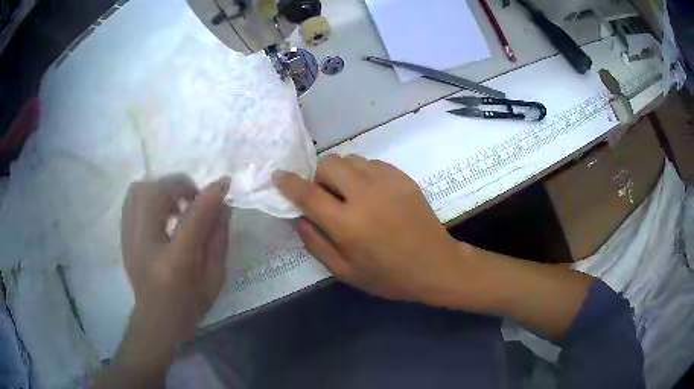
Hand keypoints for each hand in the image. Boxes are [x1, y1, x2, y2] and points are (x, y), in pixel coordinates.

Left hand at [120, 174, 230, 344]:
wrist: (155, 321)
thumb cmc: (189, 306)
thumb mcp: (214, 279)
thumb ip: (219, 240)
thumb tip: (223, 206)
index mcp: (175, 263)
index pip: (193, 218)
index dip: (210, 195)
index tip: (225, 183)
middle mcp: (146, 245)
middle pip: (157, 193)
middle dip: (180, 185)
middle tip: (195, 197)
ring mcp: (129, 239)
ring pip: (140, 190)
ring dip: (163, 188)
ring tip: (177, 203)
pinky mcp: (123, 236)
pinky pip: (132, 199)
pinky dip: (149, 195)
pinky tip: (162, 210)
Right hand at [273, 154, 465, 305]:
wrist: (435, 265)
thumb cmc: (388, 276)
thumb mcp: (345, 271)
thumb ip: (315, 243)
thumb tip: (296, 217)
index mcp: (347, 224)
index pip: (308, 193)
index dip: (289, 183)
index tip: (278, 176)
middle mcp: (365, 196)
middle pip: (329, 164)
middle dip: (319, 177)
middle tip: (327, 196)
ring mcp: (387, 182)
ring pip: (350, 159)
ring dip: (341, 173)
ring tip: (350, 194)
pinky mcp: (403, 177)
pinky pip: (372, 163)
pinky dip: (363, 173)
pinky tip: (372, 193)